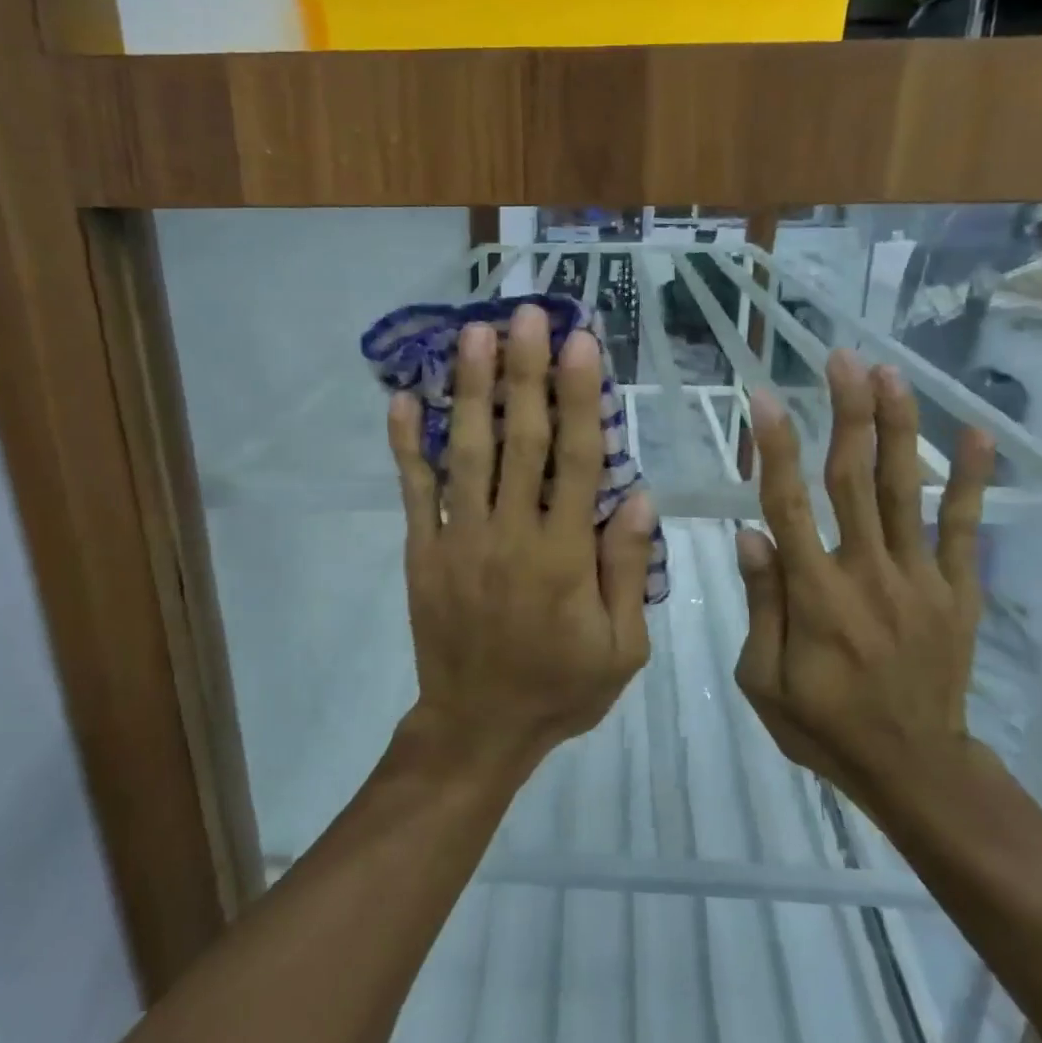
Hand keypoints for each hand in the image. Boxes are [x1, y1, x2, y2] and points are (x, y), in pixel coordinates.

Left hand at [388, 306, 656, 773]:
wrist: (477, 729)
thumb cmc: (559, 689)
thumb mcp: (622, 648)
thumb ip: (628, 569)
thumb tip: (641, 495)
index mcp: (565, 556)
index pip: (577, 460)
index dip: (581, 397)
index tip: (581, 343)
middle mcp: (511, 535)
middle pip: (520, 440)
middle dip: (524, 371)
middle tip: (525, 313)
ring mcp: (460, 540)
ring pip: (466, 453)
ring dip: (469, 390)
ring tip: (472, 334)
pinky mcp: (423, 553)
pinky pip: (414, 492)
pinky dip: (406, 446)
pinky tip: (400, 399)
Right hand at [734, 353, 994, 793]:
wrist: (915, 769)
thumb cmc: (824, 726)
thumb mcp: (764, 681)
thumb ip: (761, 606)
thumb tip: (751, 535)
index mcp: (815, 596)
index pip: (788, 506)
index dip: (775, 448)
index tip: (763, 399)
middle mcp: (867, 573)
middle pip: (852, 479)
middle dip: (846, 413)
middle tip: (842, 358)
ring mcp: (919, 578)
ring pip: (903, 490)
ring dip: (897, 428)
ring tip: (889, 374)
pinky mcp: (957, 591)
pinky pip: (965, 528)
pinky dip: (970, 480)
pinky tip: (977, 434)